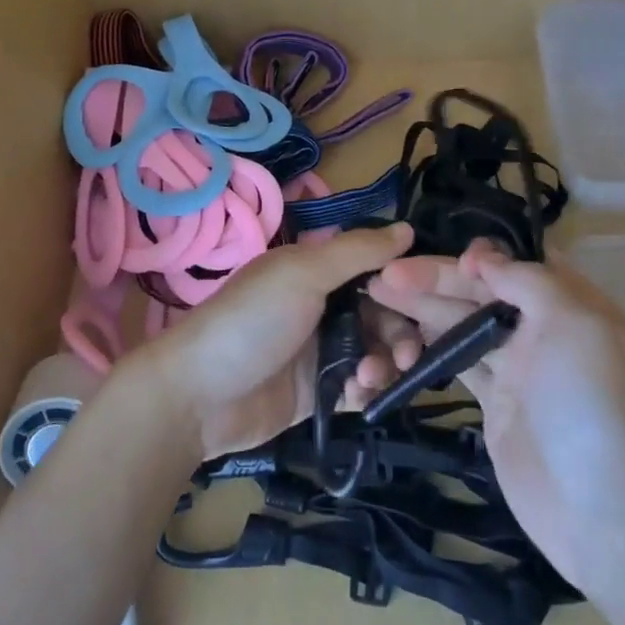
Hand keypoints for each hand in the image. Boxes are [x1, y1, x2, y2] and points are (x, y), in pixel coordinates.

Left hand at [125, 223, 418, 458]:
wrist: (200, 396)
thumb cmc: (252, 321)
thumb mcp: (303, 274)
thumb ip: (357, 252)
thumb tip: (409, 228)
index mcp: (316, 271)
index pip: (374, 269)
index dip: (401, 282)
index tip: (425, 299)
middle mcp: (323, 306)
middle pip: (382, 314)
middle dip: (400, 331)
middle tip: (407, 352)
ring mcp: (321, 352)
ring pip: (375, 352)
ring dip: (386, 362)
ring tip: (373, 374)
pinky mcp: (320, 394)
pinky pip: (360, 388)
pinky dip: (368, 390)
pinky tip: (360, 393)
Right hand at [368, 239, 624, 591]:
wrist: (605, 514)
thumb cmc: (592, 406)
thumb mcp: (574, 324)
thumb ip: (529, 281)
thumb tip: (486, 259)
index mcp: (571, 305)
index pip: (520, 264)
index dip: (483, 257)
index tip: (451, 261)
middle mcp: (544, 331)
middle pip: (483, 293)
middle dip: (436, 279)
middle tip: (385, 275)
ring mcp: (519, 370)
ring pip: (464, 325)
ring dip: (423, 307)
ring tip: (376, 293)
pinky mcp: (496, 406)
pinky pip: (459, 364)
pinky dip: (429, 347)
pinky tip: (398, 334)